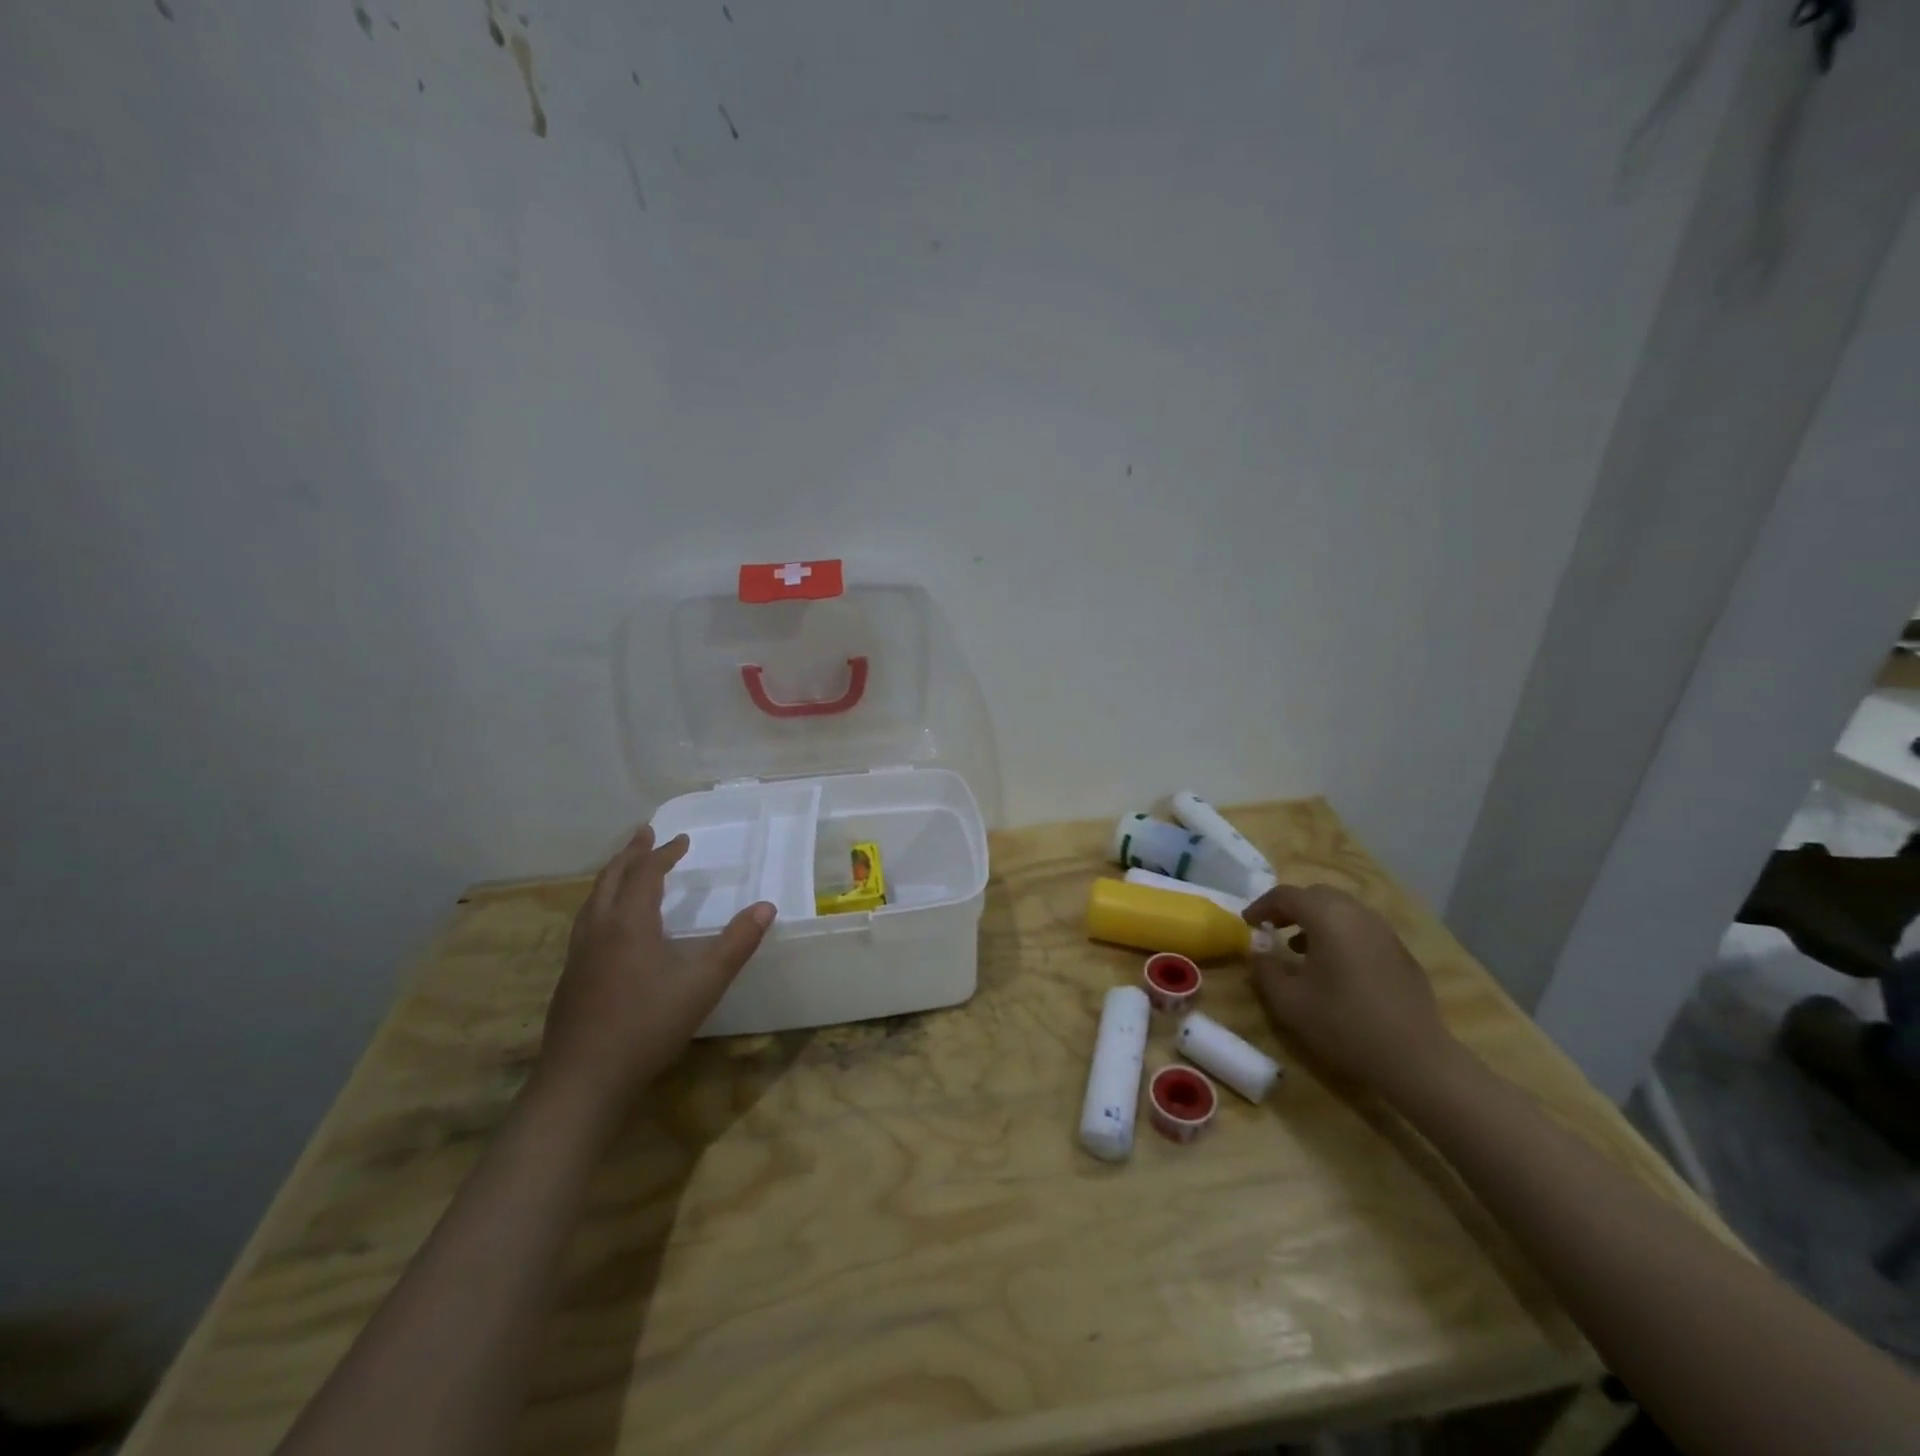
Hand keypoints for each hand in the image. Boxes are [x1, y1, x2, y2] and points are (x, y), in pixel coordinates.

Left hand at [536, 826, 775, 1117]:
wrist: (583, 1080)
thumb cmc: (647, 1027)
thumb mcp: (703, 985)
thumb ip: (736, 944)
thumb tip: (765, 907)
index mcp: (629, 924)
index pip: (645, 874)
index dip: (664, 854)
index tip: (682, 841)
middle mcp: (599, 929)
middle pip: (611, 878)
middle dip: (630, 854)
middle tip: (645, 834)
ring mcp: (579, 954)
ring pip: (593, 899)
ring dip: (612, 876)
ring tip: (626, 868)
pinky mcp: (570, 977)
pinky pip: (586, 921)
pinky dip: (602, 902)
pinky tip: (610, 924)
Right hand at [1242, 883, 1458, 1104]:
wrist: (1416, 1059)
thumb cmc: (1344, 1025)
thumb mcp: (1289, 1002)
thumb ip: (1264, 971)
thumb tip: (1257, 953)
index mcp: (1328, 918)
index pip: (1286, 895)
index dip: (1262, 906)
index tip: (1248, 924)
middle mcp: (1358, 914)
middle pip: (1317, 895)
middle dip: (1291, 907)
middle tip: (1272, 929)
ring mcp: (1384, 932)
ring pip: (1343, 910)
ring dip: (1317, 920)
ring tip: (1300, 949)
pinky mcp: (1401, 953)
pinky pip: (1362, 929)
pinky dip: (1340, 934)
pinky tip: (1335, 967)